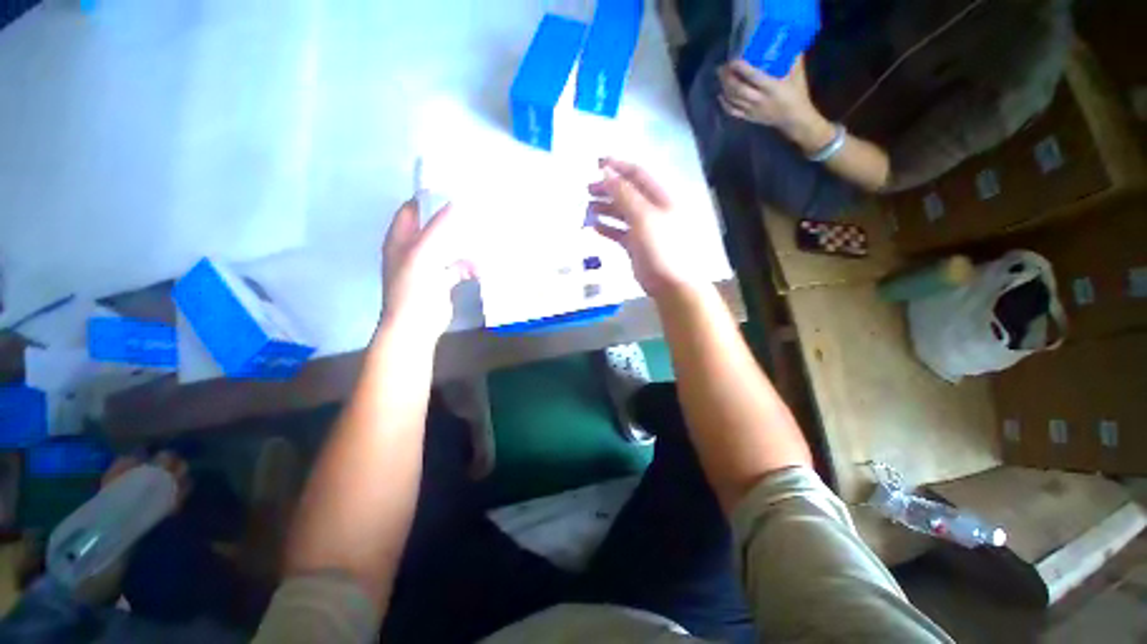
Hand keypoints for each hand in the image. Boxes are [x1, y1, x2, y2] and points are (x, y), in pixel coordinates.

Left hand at [381, 199, 475, 342]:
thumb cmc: (413, 288)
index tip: (451, 189)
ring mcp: (428, 265)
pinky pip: (457, 266)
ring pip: (447, 246)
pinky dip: (468, 266)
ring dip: (463, 245)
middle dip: (450, 220)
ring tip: (482, 238)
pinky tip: (478, 270)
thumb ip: (437, 228)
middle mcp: (412, 248)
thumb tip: (456, 203)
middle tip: (473, 211)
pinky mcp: (441, 280)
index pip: (411, 210)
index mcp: (400, 239)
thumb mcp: (423, 254)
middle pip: (432, 226)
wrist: (416, 325)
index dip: (427, 198)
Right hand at [588, 158, 698, 296]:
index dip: (617, 167)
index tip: (595, 163)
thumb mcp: (643, 216)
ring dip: (605, 208)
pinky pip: (619, 232)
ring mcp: (644, 228)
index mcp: (660, 197)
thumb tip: (605, 172)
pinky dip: (607, 228)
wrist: (670, 283)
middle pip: (627, 193)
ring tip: (587, 208)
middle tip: (587, 190)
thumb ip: (624, 194)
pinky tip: (593, 226)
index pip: (637, 174)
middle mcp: (652, 210)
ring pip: (622, 213)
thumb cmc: (661, 247)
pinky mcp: (636, 245)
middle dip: (607, 189)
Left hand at [717, 58, 834, 154]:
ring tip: (720, 77)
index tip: (733, 60)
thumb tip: (790, 39)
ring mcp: (752, 110)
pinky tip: (720, 96)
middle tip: (721, 68)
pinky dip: (725, 104)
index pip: (753, 76)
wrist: (794, 119)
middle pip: (738, 89)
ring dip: (725, 88)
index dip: (742, 68)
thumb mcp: (798, 75)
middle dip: (728, 78)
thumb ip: (793, 59)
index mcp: (772, 87)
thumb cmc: (797, 95)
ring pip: (734, 99)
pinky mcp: (749, 117)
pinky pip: (733, 111)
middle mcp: (759, 99)